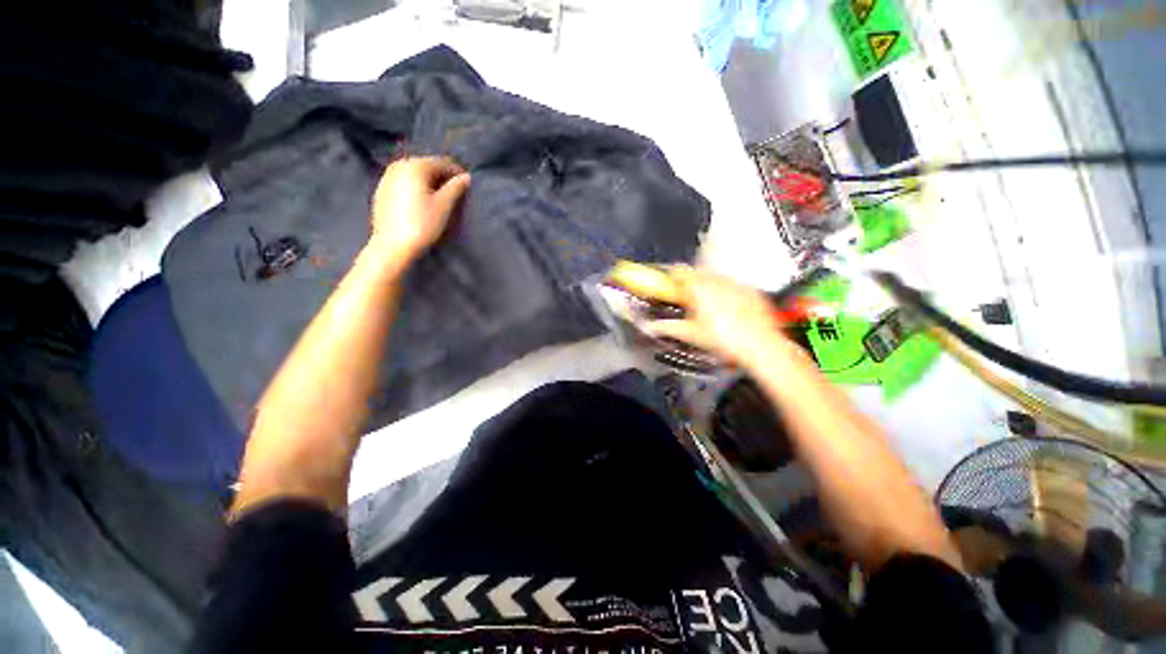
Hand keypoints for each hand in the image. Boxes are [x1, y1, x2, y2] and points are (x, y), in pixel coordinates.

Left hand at [370, 157, 470, 262]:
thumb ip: (455, 188)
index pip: (442, 162)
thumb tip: (466, 177)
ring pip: (415, 174)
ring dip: (429, 182)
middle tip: (456, 191)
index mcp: (415, 166)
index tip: (468, 183)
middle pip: (427, 166)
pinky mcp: (382, 190)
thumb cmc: (422, 224)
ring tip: (441, 197)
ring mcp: (387, 177)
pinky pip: (404, 182)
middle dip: (442, 176)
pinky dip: (416, 187)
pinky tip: (423, 201)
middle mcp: (399, 165)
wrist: (392, 245)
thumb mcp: (444, 206)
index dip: (457, 172)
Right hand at [647, 267, 800, 369]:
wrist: (761, 346)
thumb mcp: (690, 335)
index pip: (678, 270)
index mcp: (698, 287)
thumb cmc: (725, 340)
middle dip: (689, 283)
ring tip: (708, 307)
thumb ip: (667, 327)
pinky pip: (733, 285)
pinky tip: (728, 310)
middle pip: (696, 272)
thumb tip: (651, 326)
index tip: (668, 285)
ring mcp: (736, 283)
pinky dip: (727, 292)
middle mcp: (717, 280)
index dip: (670, 276)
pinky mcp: (751, 290)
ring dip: (708, 286)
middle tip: (686, 300)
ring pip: (715, 277)